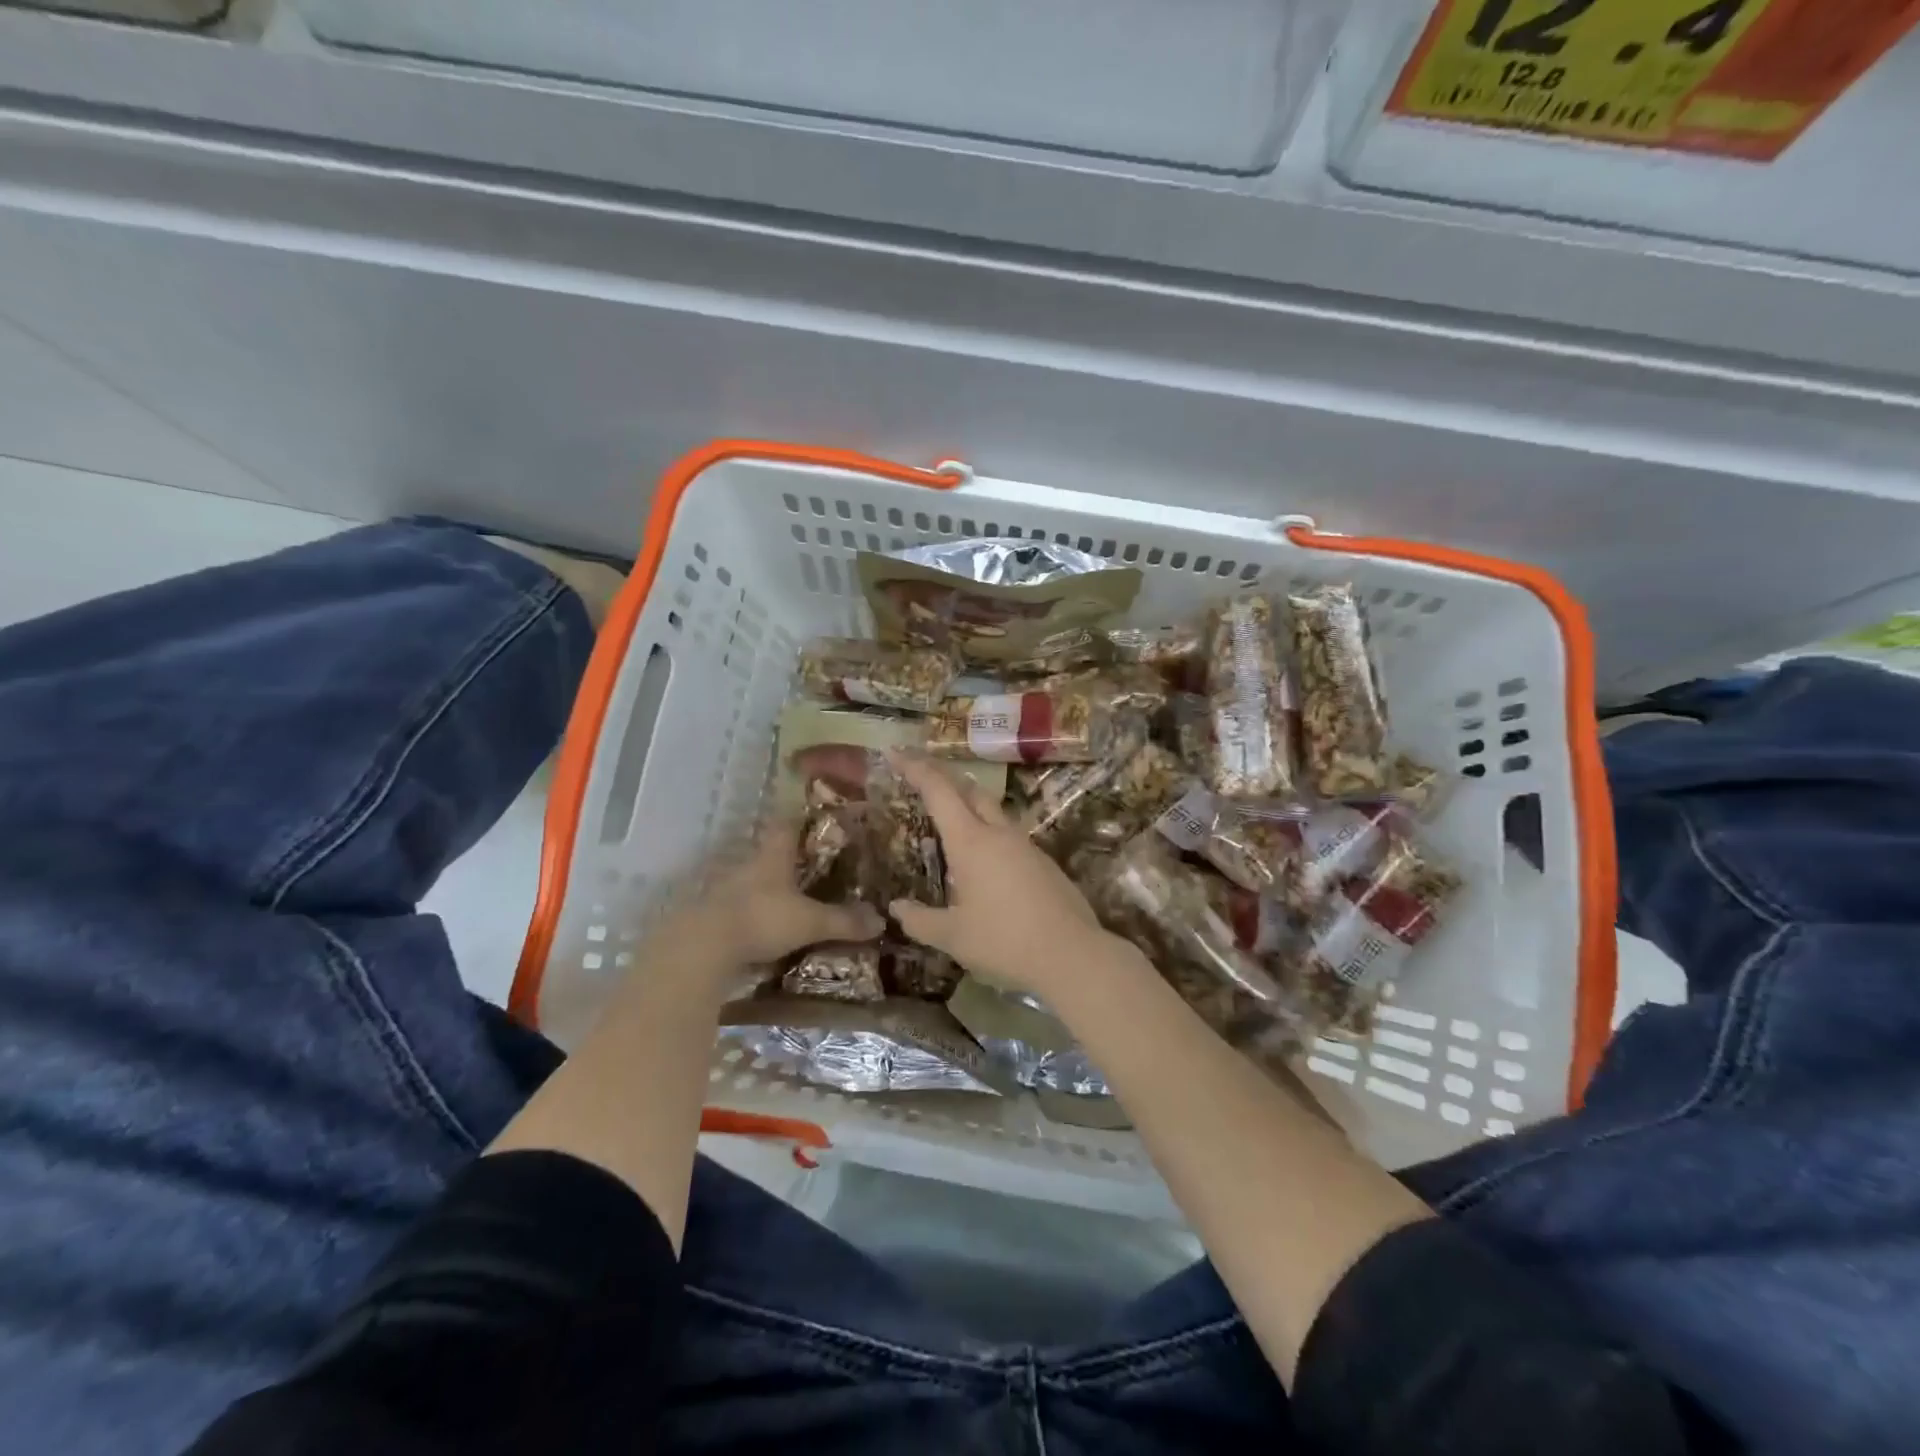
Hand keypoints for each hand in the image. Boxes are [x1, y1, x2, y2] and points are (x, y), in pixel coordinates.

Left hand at [667, 817, 882, 968]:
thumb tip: (881, 921)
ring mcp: (725, 888)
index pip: (787, 824)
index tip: (816, 818)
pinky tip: (762, 923)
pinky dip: (751, 909)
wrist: (701, 946)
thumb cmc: (762, 919)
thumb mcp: (810, 922)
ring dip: (768, 885)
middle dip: (788, 856)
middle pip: (769, 851)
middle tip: (811, 863)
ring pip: (752, 878)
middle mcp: (748, 864)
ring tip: (789, 897)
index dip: (801, 818)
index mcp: (773, 855)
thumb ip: (844, 921)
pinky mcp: (711, 912)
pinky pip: (737, 904)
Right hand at [886, 750, 1122, 999]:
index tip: (896, 753)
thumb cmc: (1005, 941)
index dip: (916, 768)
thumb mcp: (953, 937)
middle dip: (944, 778)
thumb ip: (920, 921)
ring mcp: (1026, 845)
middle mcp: (999, 833)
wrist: (1073, 954)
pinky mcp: (1044, 863)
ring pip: (994, 811)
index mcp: (970, 842)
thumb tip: (897, 908)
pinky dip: (989, 832)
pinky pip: (1009, 835)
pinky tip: (984, 860)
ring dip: (969, 805)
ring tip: (950, 819)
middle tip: (921, 778)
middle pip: (970, 790)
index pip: (938, 791)